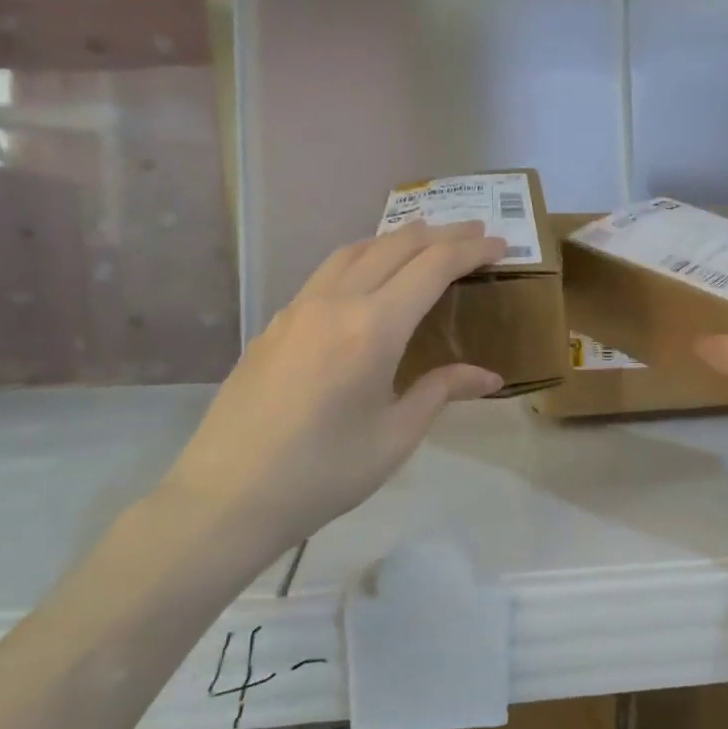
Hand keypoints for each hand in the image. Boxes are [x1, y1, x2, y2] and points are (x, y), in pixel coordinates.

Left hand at [161, 220, 506, 553]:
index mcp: (373, 328)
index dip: (470, 250)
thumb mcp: (395, 437)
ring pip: (354, 251)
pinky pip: (326, 273)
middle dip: (440, 234)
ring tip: (424, 241)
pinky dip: (361, 259)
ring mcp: (298, 308)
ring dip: (396, 239)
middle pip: (395, 246)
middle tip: (474, 232)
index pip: (432, 267)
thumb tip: (488, 376)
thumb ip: (441, 391)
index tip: (500, 245)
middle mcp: (335, 302)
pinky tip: (368, 279)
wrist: (228, 495)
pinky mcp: (274, 324)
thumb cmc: (323, 473)